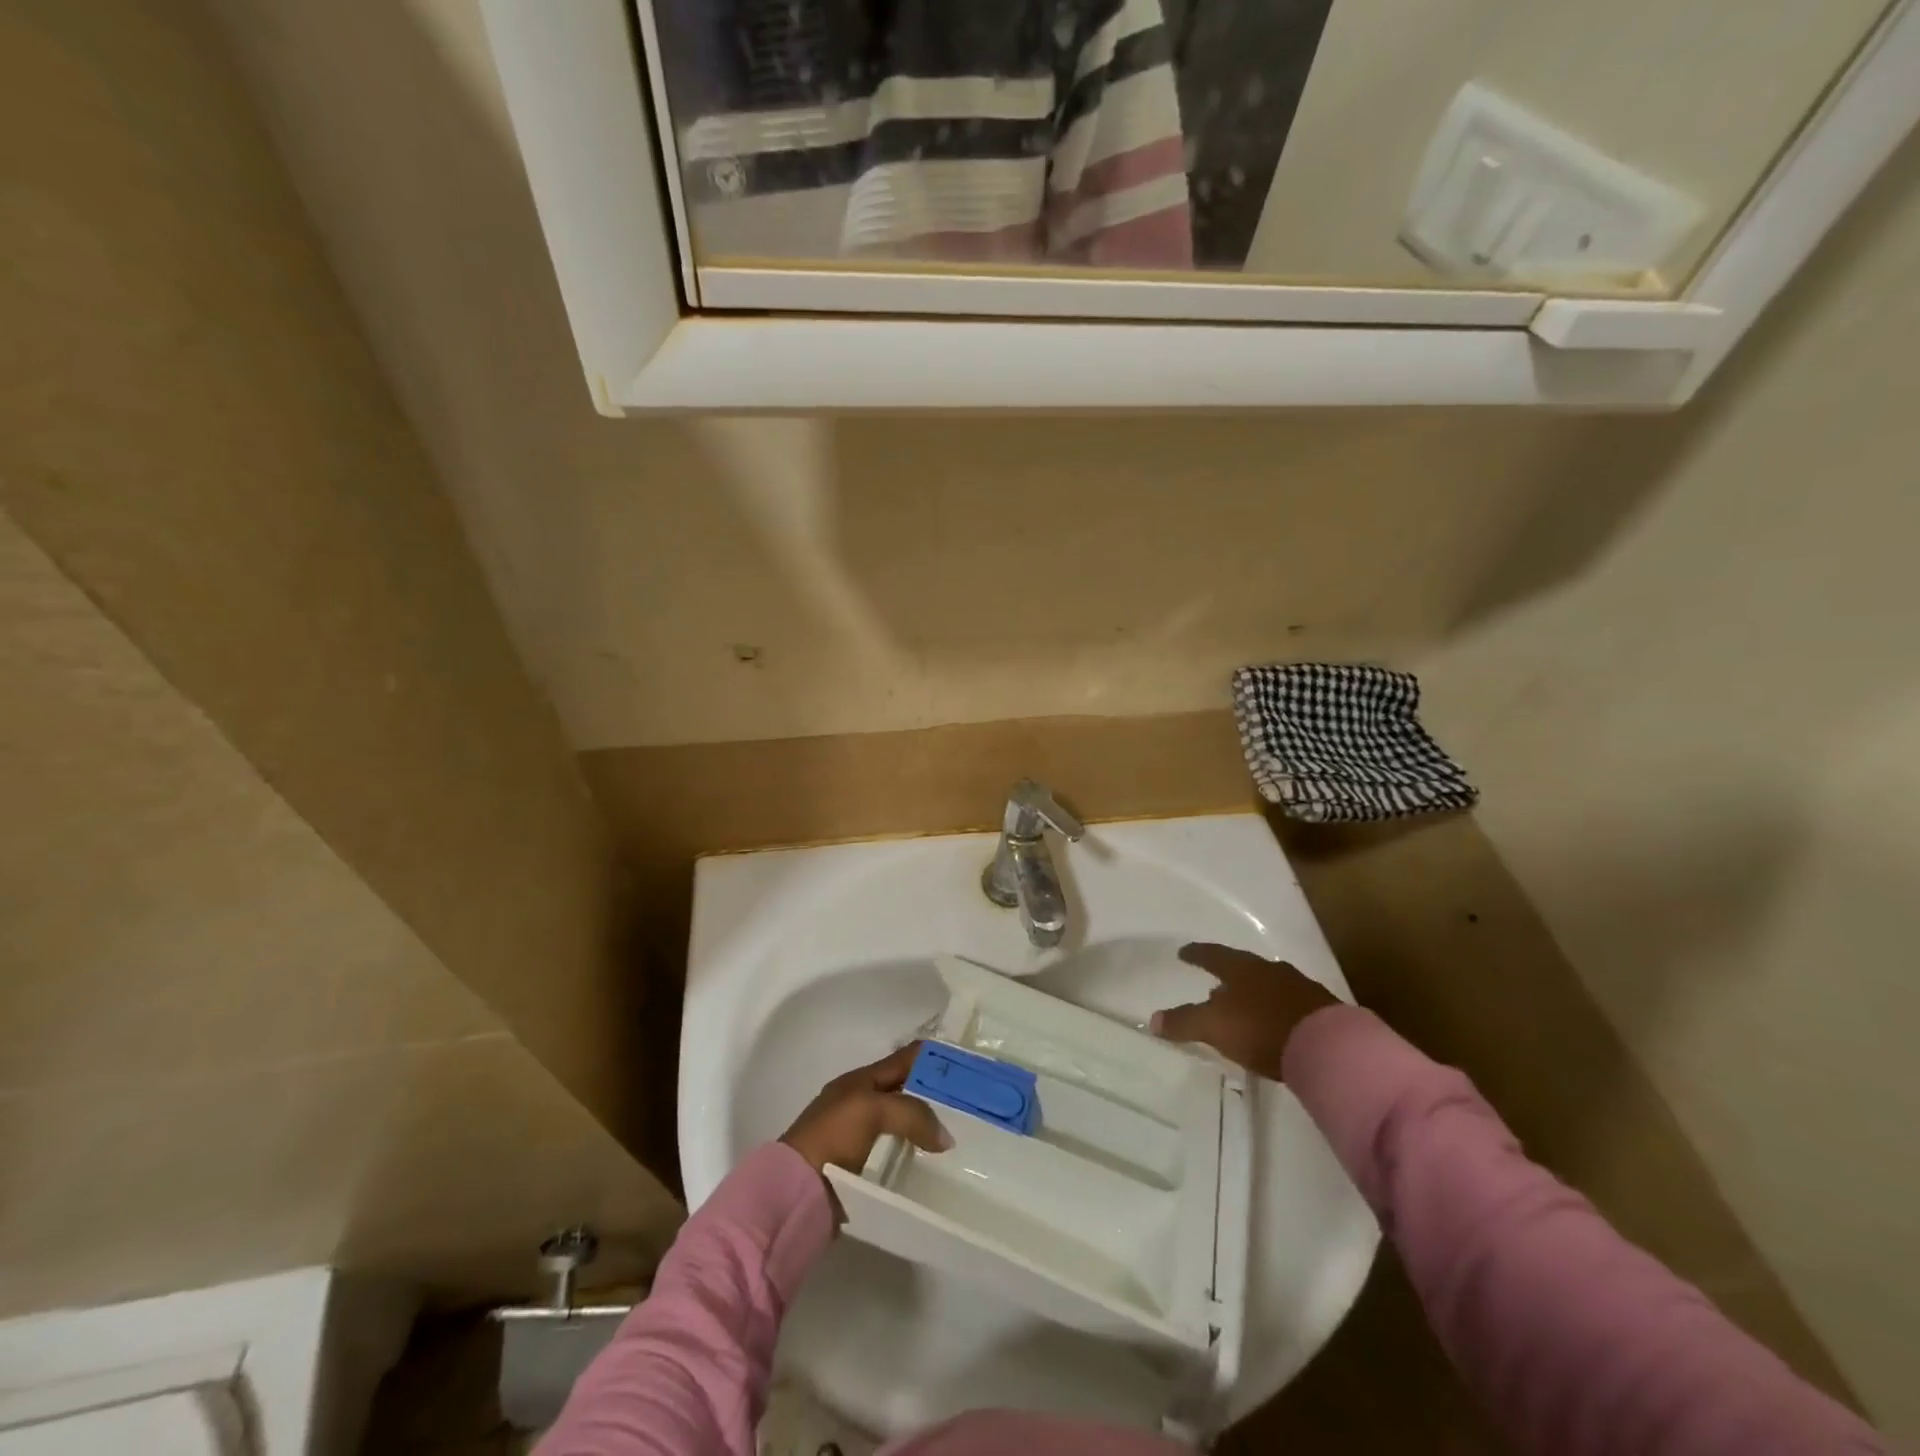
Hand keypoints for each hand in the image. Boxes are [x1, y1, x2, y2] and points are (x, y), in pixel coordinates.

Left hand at [781, 1042, 952, 1176]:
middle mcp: (861, 1102)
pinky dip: (916, 1154)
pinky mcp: (861, 1168)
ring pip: (904, 1122)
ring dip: (928, 1126)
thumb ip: (912, 1113)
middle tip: (971, 1104)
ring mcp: (860, 1136)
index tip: (967, 1064)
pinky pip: (897, 1153)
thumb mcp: (872, 1109)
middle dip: (935, 1094)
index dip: (933, 1057)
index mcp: (860, 1080)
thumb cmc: (832, 1137)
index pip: (904, 1059)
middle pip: (906, 1090)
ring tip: (961, 1135)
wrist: (795, 1193)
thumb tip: (945, 1138)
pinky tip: (936, 1163)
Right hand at [1150, 943, 1340, 1081]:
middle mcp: (1270, 970)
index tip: (1184, 953)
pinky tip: (1274, 1023)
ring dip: (1254, 992)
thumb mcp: (1214, 1026)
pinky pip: (1290, 1003)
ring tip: (1244, 1006)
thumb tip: (1153, 1020)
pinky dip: (1276, 1009)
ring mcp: (1300, 988)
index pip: (1212, 955)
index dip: (1196, 954)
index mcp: (1242, 968)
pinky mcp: (1322, 1011)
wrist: (1329, 1048)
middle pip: (1243, 968)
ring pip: (1269, 984)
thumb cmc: (1261, 1028)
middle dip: (1227, 975)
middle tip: (1214, 984)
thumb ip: (1184, 1022)